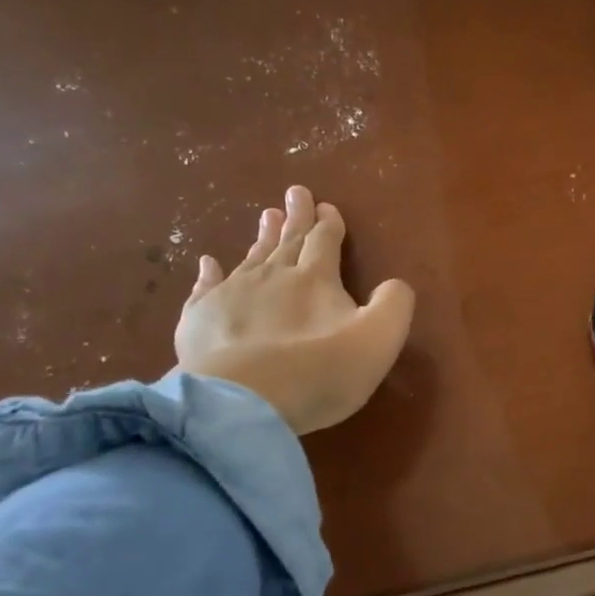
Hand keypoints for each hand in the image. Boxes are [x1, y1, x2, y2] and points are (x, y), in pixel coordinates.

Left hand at [175, 185, 415, 434]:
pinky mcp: (199, 318)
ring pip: (251, 258)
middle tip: (295, 193)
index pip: (324, 242)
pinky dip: (209, 272)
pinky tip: (208, 262)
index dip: (329, 224)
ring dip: (262, 237)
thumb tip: (395, 284)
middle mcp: (272, 276)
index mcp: (316, 279)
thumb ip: (394, 305)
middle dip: (296, 217)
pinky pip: (205, 287)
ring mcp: (231, 295)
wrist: (244, 402)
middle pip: (287, 241)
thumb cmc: (320, 372)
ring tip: (266, 216)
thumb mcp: (379, 339)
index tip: (328, 207)